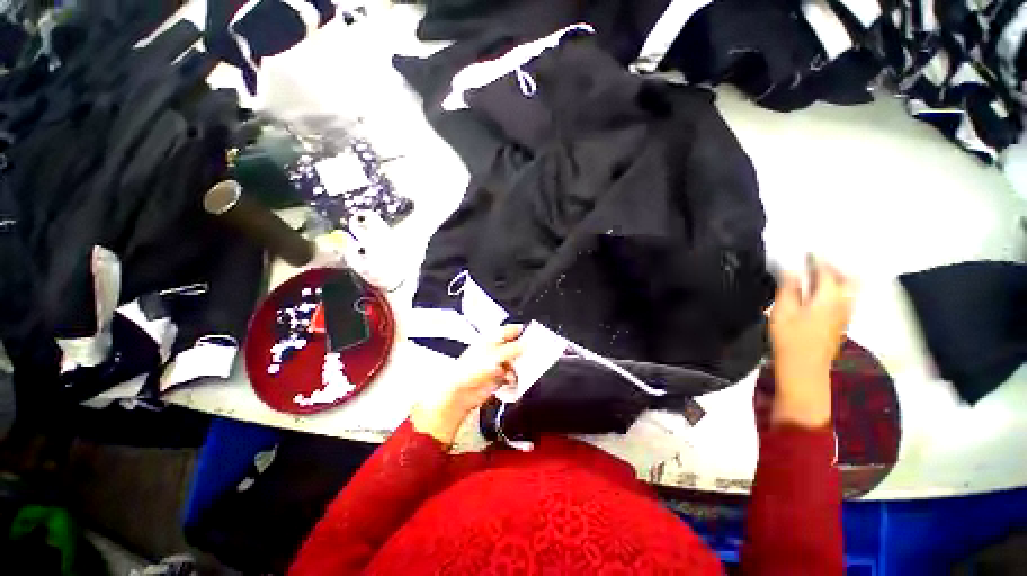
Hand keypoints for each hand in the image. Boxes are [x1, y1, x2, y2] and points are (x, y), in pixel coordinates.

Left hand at [411, 325, 523, 444]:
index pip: (509, 331)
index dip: (521, 331)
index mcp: (492, 339)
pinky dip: (515, 378)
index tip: (534, 335)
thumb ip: (513, 349)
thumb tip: (526, 345)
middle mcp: (495, 350)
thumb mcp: (496, 355)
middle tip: (534, 354)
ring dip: (519, 367)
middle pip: (514, 347)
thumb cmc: (472, 368)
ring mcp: (497, 365)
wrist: (461, 392)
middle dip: (523, 351)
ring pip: (514, 363)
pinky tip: (514, 381)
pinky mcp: (498, 379)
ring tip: (523, 371)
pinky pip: (512, 376)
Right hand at [770, 258, 855, 428]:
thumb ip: (788, 288)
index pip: (825, 270)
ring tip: (819, 270)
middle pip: (845, 276)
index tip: (806, 248)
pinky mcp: (840, 323)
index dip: (816, 257)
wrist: (804, 369)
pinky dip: (835, 288)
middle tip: (816, 257)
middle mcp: (843, 302)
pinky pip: (843, 297)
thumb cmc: (790, 339)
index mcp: (829, 297)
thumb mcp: (783, 311)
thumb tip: (790, 268)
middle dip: (833, 264)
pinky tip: (821, 290)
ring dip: (836, 276)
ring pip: (847, 287)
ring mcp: (844, 314)